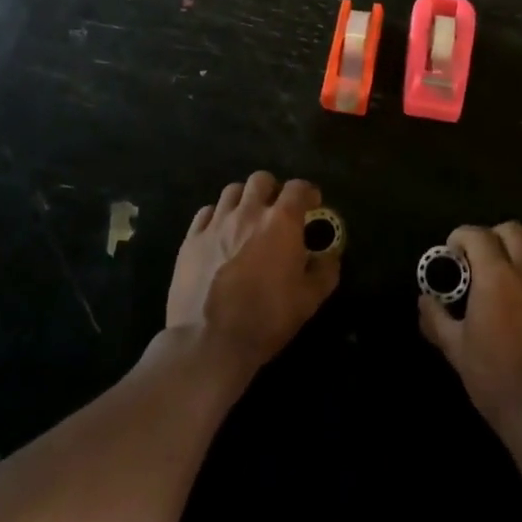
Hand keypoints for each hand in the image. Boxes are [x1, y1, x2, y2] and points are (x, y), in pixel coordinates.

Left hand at [166, 172, 339, 376]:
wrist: (209, 342)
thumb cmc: (266, 319)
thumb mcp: (309, 300)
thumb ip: (325, 272)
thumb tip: (330, 256)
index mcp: (281, 222)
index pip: (298, 188)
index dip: (307, 192)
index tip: (312, 204)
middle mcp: (248, 212)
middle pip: (261, 179)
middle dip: (273, 190)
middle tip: (276, 211)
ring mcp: (216, 223)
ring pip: (232, 191)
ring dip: (244, 199)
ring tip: (247, 219)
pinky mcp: (191, 238)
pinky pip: (206, 212)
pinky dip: (217, 216)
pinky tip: (219, 234)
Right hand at [419, 222, 521, 441]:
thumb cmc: (497, 382)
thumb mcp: (456, 351)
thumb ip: (436, 318)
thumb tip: (424, 299)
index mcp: (496, 277)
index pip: (477, 235)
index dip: (461, 237)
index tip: (454, 252)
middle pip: (511, 230)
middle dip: (492, 236)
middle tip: (482, 258)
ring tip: (513, 264)